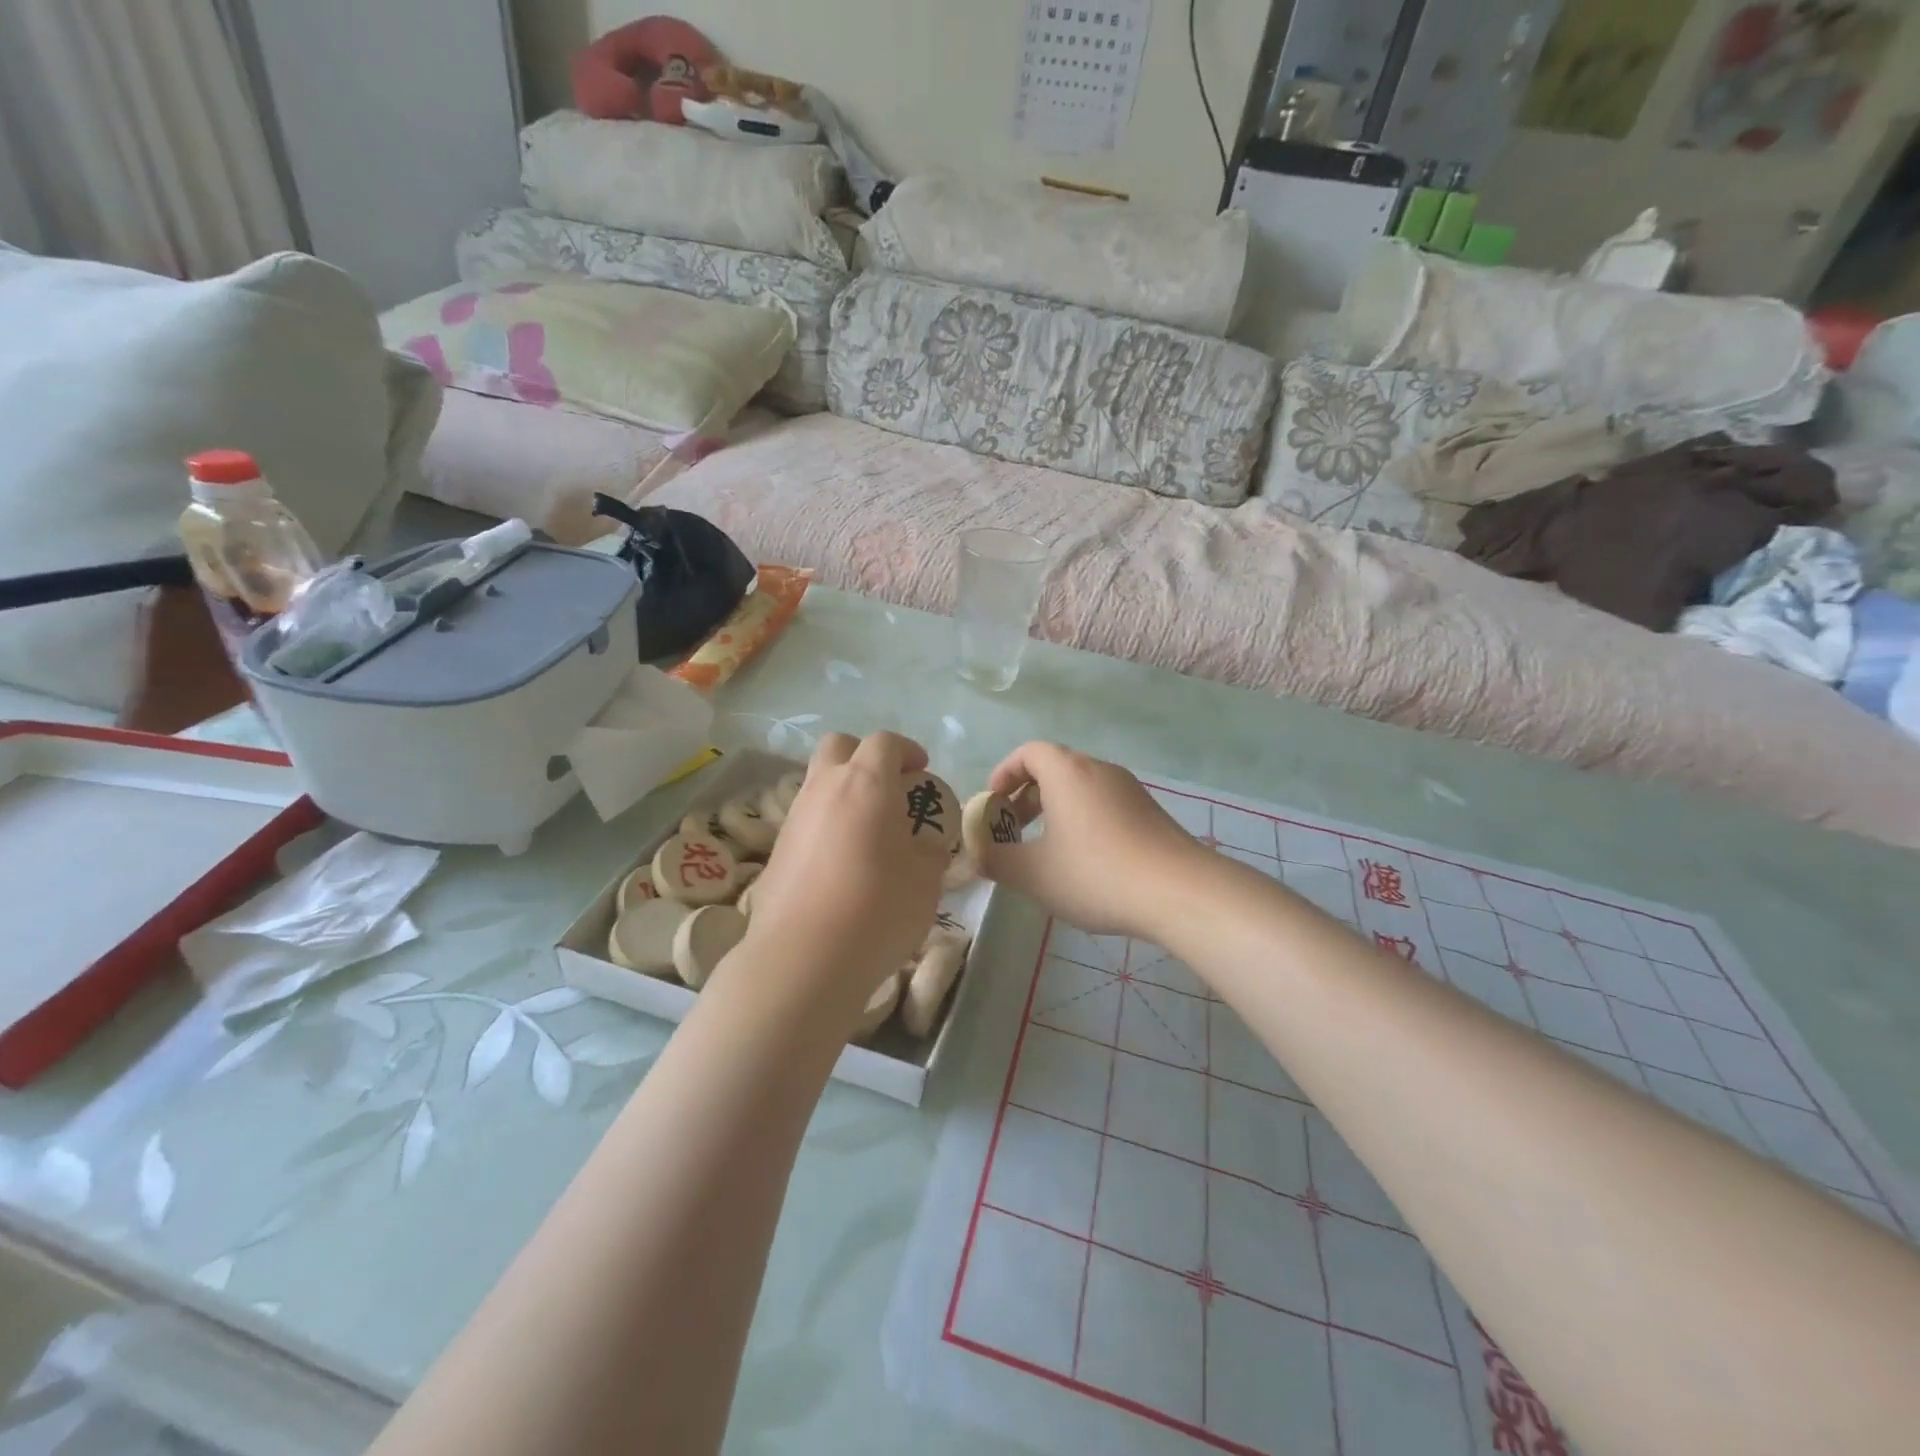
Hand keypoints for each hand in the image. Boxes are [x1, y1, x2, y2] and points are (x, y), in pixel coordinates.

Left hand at [744, 731, 949, 1012]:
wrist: (804, 958)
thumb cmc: (877, 909)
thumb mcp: (925, 881)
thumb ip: (929, 851)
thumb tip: (924, 844)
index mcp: (866, 783)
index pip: (884, 742)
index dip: (907, 750)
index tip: (921, 772)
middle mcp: (825, 788)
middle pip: (839, 746)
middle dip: (865, 756)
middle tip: (888, 788)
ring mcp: (794, 817)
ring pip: (817, 781)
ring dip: (843, 790)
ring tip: (867, 829)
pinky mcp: (776, 849)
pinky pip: (805, 818)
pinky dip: (825, 823)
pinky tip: (841, 861)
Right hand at [983, 742, 1208, 941]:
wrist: (1180, 891)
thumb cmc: (1096, 873)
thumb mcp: (1034, 874)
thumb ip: (998, 861)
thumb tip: (977, 856)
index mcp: (1067, 772)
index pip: (1028, 752)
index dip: (1004, 773)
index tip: (992, 804)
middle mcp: (1099, 770)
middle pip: (1055, 768)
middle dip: (1027, 796)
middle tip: (1013, 830)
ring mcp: (1130, 789)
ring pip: (1081, 788)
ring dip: (1056, 810)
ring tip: (1047, 850)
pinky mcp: (1151, 812)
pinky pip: (1105, 804)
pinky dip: (1084, 820)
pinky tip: (1086, 862)